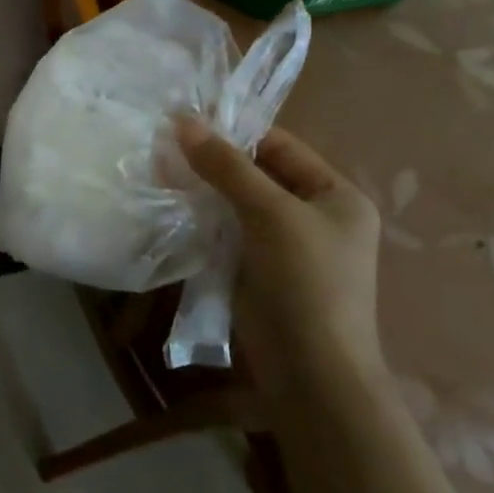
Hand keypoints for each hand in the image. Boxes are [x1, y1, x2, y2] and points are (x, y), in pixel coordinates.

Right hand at [174, 120, 383, 402]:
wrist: (310, 372)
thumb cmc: (304, 281)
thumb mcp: (270, 213)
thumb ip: (227, 166)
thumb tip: (183, 120)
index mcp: (336, 196)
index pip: (280, 147)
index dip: (235, 133)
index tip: (185, 123)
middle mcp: (314, 216)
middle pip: (256, 174)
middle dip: (212, 162)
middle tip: (162, 147)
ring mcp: (285, 246)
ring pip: (236, 203)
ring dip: (202, 190)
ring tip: (157, 173)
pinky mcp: (258, 270)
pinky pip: (227, 232)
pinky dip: (201, 219)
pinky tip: (170, 207)